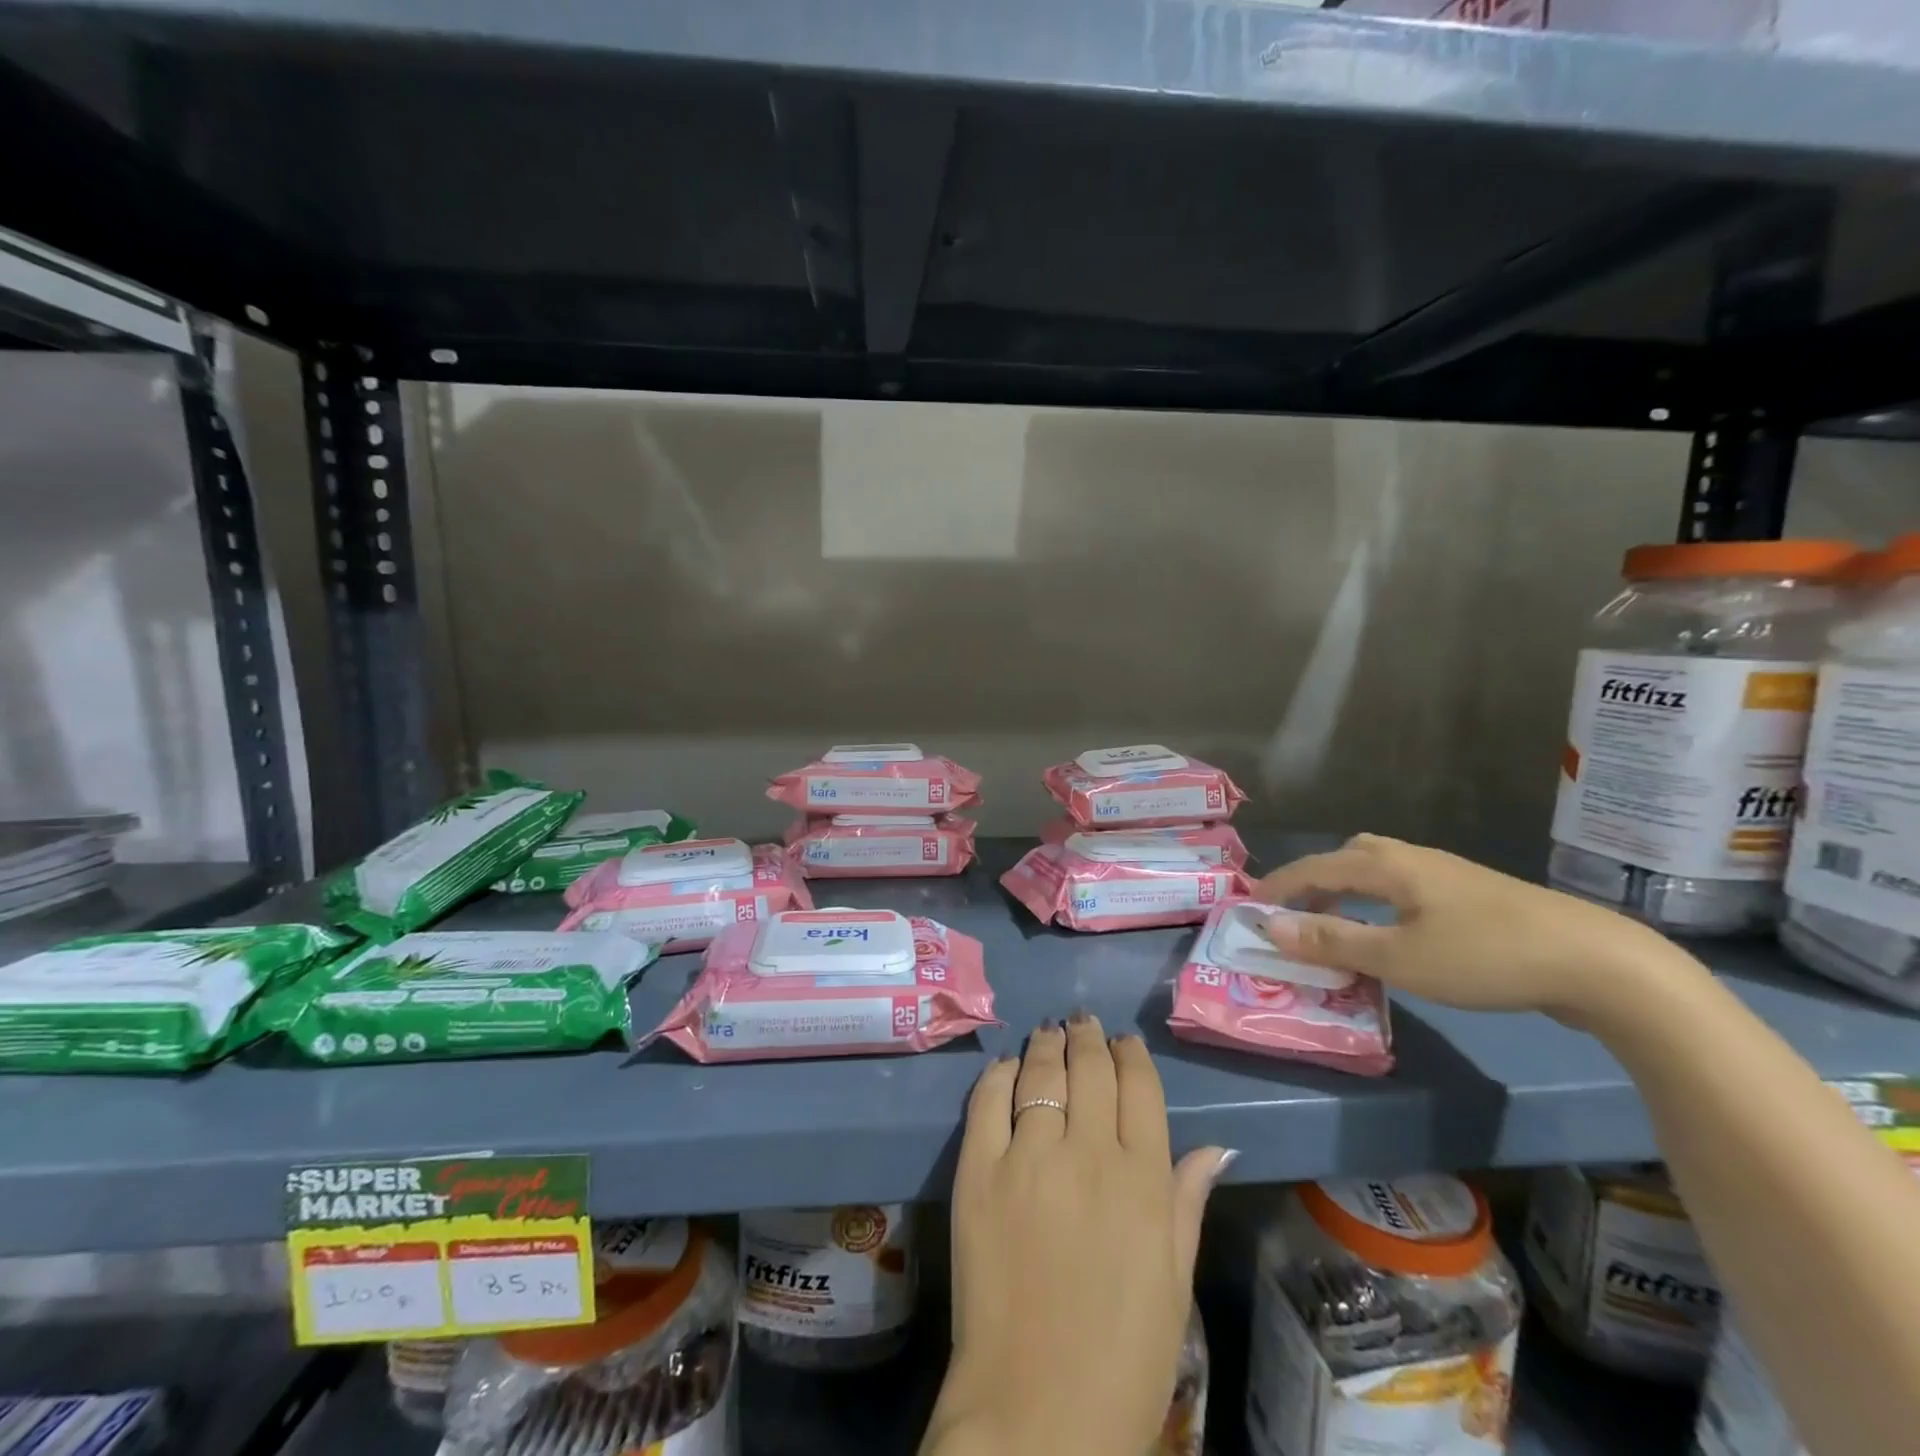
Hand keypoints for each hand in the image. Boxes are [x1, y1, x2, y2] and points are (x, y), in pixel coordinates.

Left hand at [922, 1017, 1232, 1455]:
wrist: (1037, 1413)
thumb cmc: (1123, 1357)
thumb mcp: (1173, 1282)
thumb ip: (1187, 1203)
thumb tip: (1215, 1147)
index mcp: (1142, 1180)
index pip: (1139, 1088)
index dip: (1131, 1055)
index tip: (1124, 1042)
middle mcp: (1087, 1154)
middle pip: (1089, 1069)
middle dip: (1089, 1037)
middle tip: (1082, 1023)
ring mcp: (1027, 1158)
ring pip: (1040, 1074)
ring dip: (1047, 1045)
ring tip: (1049, 1031)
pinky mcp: (977, 1172)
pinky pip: (987, 1101)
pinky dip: (999, 1075)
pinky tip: (1006, 1067)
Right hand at [1253, 834, 1699, 1024]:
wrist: (1598, 962)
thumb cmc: (1484, 957)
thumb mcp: (1398, 958)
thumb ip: (1332, 941)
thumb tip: (1269, 926)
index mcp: (1386, 865)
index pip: (1314, 868)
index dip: (1278, 886)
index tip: (1248, 906)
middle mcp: (1412, 858)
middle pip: (1347, 856)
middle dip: (1314, 880)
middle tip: (1295, 913)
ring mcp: (1447, 874)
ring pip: (1380, 869)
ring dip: (1348, 890)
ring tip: (1338, 921)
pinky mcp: (1475, 895)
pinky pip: (1405, 886)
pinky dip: (1379, 901)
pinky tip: (1395, 930)